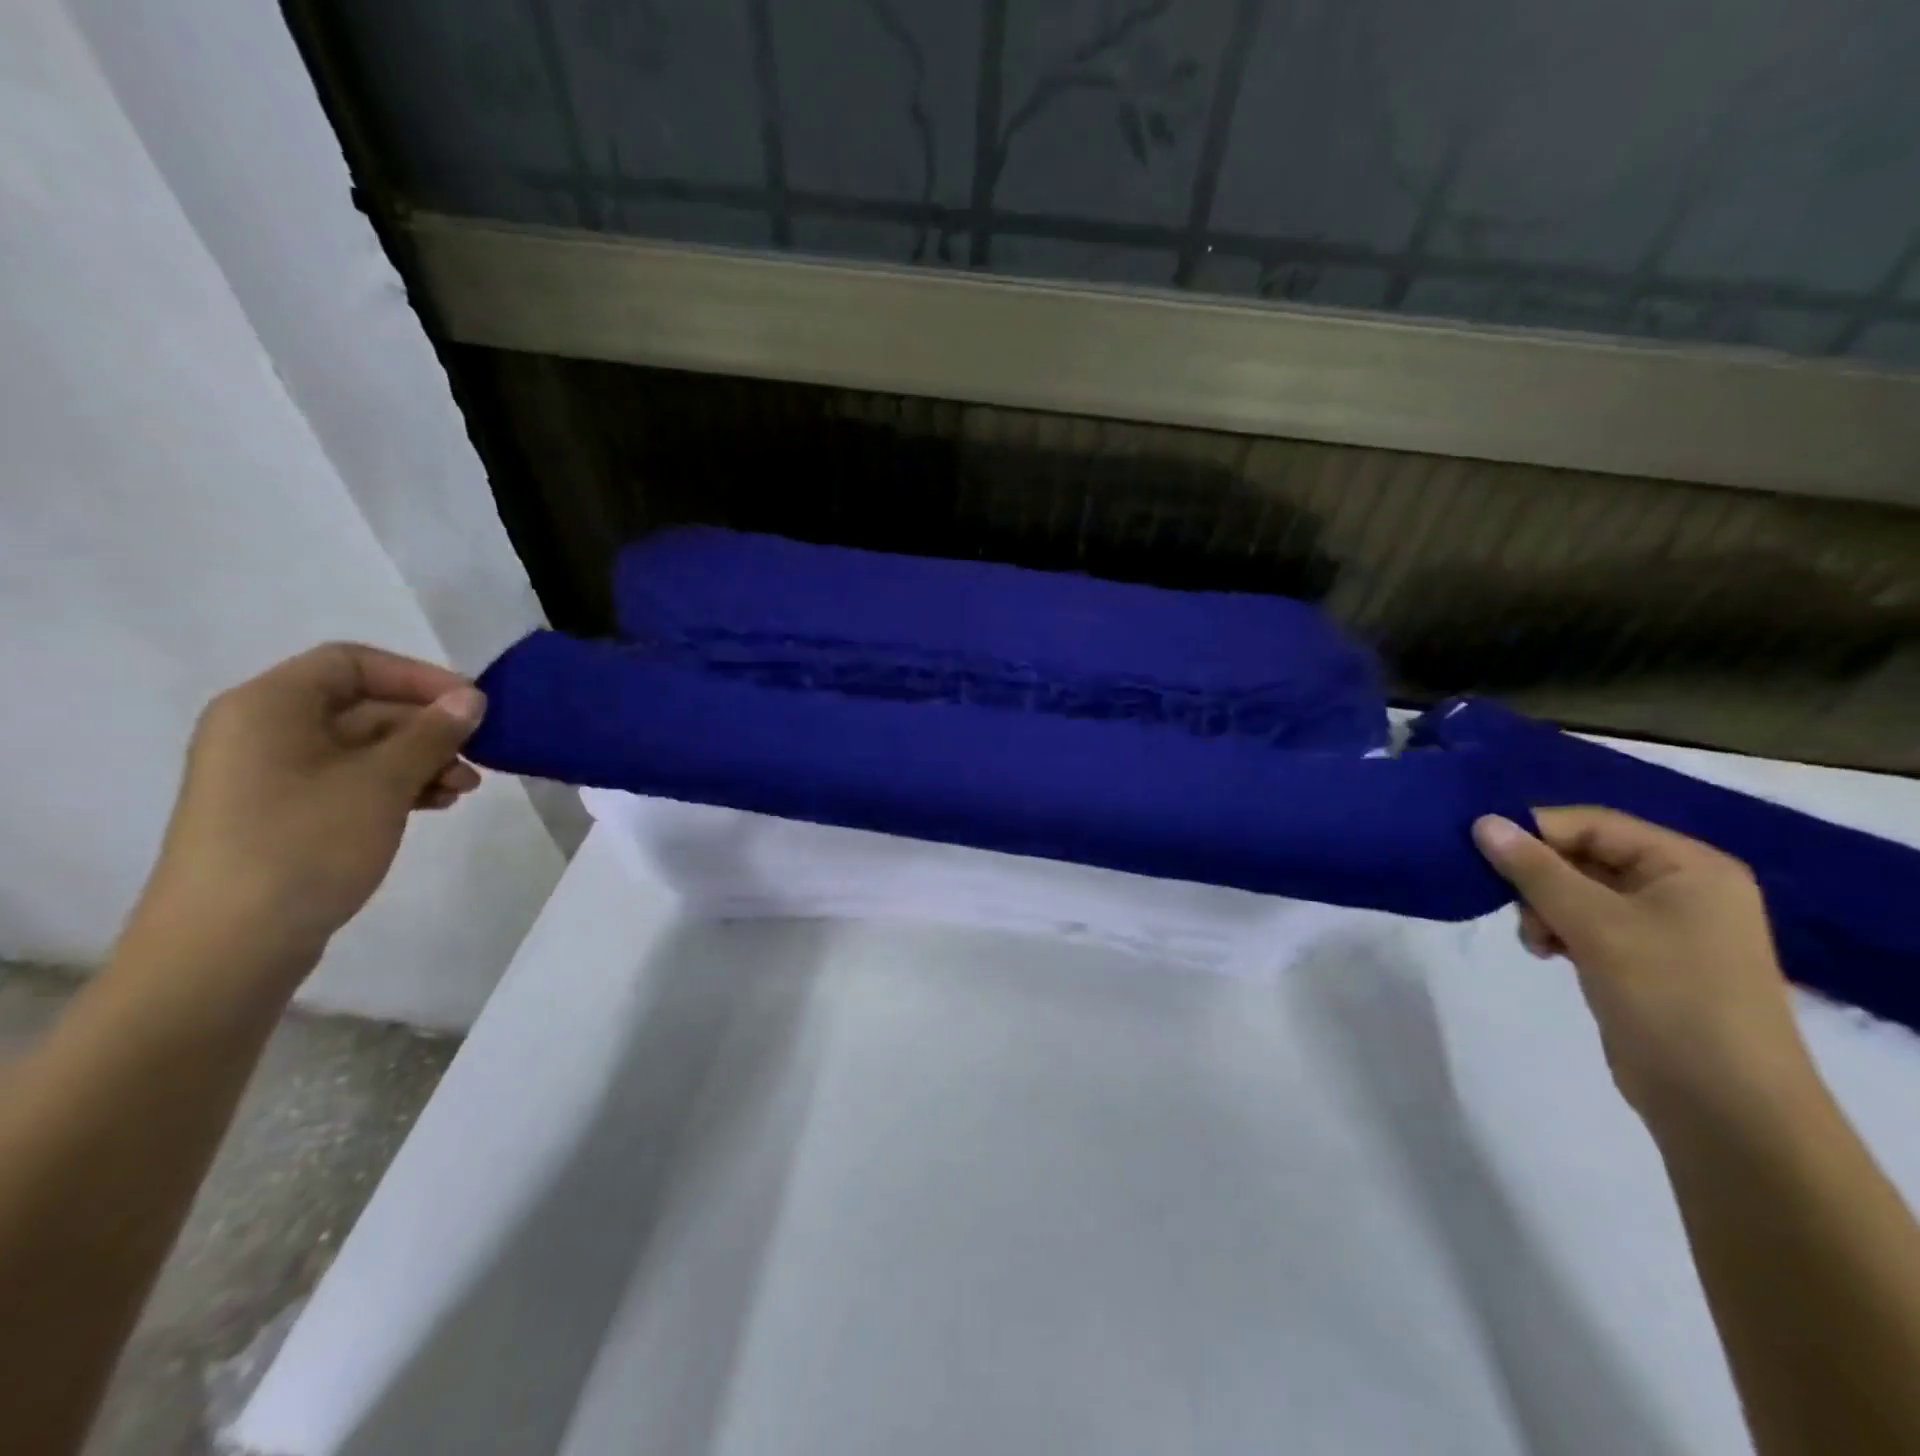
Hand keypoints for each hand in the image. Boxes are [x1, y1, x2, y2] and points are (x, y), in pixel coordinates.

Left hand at [129, 644, 486, 984]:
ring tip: (464, 789)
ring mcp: (272, 776)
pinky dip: (397, 786)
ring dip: (421, 760)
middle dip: (427, 727)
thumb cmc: (304, 844)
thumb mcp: (381, 782)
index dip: (417, 676)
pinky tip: (435, 805)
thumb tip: (471, 698)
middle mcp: (264, 732)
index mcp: (269, 707)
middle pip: (361, 706)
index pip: (352, 663)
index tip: (472, 704)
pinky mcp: (284, 815)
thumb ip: (431, 733)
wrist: (227, 947)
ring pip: (363, 748)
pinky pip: (351, 781)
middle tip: (480, 754)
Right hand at [1473, 808, 1815, 1120]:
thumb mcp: (1596, 924)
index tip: (1480, 850)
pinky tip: (1545, 951)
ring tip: (1536, 939)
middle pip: (1584, 856)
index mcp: (1689, 866)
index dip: (1536, 831)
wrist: (1724, 1105)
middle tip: (1509, 904)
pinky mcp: (1643, 960)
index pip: (1594, 824)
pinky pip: (1586, 923)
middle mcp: (1681, 888)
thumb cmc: (1670, 997)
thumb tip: (1483, 821)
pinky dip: (1557, 930)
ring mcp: (1664, 927)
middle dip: (1538, 877)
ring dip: (1543, 908)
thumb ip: (1535, 869)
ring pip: (1577, 891)